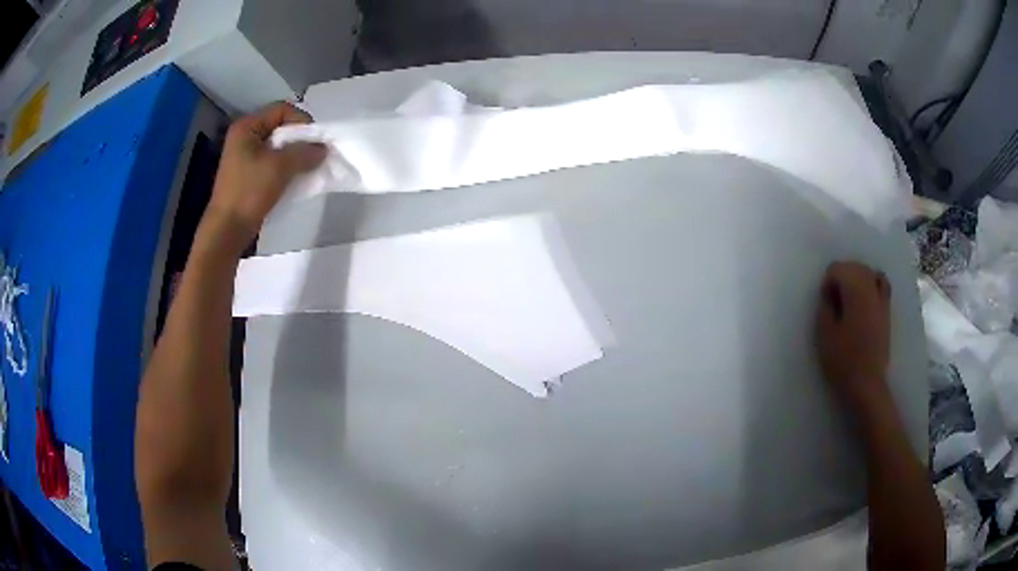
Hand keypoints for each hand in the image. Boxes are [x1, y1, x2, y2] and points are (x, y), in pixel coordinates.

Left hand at [201, 102, 326, 255]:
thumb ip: (304, 152)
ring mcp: (245, 156)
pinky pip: (273, 162)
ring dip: (295, 155)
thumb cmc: (249, 192)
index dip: (301, 121)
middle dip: (300, 140)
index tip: (315, 141)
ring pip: (278, 146)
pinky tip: (296, 178)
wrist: (227, 230)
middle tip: (314, 154)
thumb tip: (323, 148)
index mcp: (247, 127)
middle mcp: (245, 136)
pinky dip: (286, 167)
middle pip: (280, 127)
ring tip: (308, 167)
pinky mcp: (249, 174)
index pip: (282, 110)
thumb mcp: (279, 167)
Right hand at [816, 261, 892, 409]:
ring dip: (856, 279)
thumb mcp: (824, 334)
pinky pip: (881, 283)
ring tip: (849, 300)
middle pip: (854, 266)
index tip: (824, 304)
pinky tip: (865, 299)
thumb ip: (825, 306)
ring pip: (868, 272)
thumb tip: (828, 292)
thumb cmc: (843, 361)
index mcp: (855, 291)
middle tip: (834, 303)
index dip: (827, 282)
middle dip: (841, 278)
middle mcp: (871, 288)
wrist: (866, 384)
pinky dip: (872, 284)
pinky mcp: (887, 310)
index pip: (837, 268)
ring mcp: (882, 298)